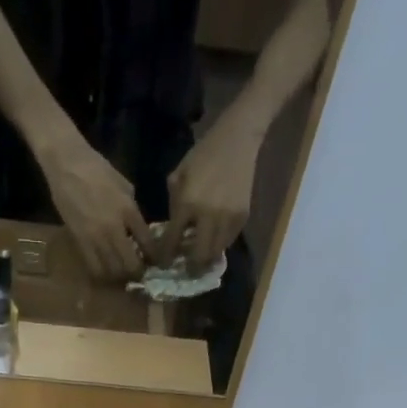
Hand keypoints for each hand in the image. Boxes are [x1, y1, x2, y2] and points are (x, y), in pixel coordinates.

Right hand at [39, 139, 153, 281]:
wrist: (67, 164)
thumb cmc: (97, 169)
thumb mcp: (124, 186)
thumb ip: (132, 211)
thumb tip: (137, 230)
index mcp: (129, 210)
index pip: (147, 243)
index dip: (154, 257)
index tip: (155, 262)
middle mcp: (114, 227)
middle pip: (131, 264)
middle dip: (137, 272)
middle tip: (138, 272)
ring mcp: (95, 237)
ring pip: (112, 271)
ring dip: (120, 276)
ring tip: (121, 273)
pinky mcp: (80, 241)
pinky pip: (94, 268)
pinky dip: (102, 274)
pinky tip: (105, 271)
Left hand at [162, 121, 260, 271]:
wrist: (237, 140)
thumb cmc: (202, 156)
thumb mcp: (178, 176)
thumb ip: (174, 206)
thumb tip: (173, 232)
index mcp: (187, 204)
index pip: (173, 241)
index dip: (166, 257)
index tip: (164, 264)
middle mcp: (208, 215)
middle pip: (199, 256)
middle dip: (191, 266)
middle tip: (186, 268)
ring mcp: (228, 218)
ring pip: (215, 253)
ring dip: (206, 258)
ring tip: (200, 256)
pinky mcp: (242, 217)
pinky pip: (228, 241)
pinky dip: (219, 244)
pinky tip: (213, 239)